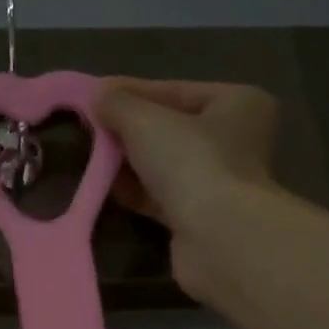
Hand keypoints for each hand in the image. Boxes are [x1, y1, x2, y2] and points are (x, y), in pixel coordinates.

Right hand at [95, 78, 281, 298]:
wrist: (216, 238)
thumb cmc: (191, 163)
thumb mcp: (145, 121)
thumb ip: (119, 104)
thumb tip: (98, 94)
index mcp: (237, 103)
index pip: (175, 90)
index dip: (132, 92)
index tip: (95, 96)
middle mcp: (235, 140)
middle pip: (171, 129)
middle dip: (130, 131)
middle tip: (91, 129)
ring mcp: (219, 182)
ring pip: (165, 165)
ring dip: (130, 163)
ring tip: (93, 158)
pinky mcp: (200, 218)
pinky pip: (162, 197)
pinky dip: (137, 192)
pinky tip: (109, 188)